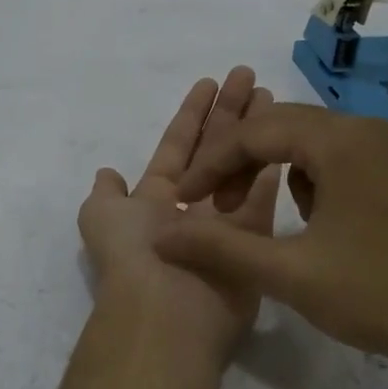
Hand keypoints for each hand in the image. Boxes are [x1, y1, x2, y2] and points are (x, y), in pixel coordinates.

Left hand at [77, 68, 279, 358]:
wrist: (166, 312)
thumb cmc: (134, 255)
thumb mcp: (101, 218)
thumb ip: (107, 193)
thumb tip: (108, 173)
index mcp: (155, 197)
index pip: (178, 144)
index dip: (192, 113)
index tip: (210, 81)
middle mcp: (191, 207)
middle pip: (213, 148)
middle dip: (229, 111)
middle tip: (249, 76)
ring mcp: (224, 224)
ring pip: (242, 167)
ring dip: (254, 133)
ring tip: (273, 99)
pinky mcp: (252, 242)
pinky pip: (264, 199)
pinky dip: (272, 170)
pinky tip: (286, 139)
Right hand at [154, 102, 387, 383]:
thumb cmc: (381, 295)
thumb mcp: (291, 274)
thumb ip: (220, 249)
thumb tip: (159, 236)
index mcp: (340, 140)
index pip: (256, 133)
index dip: (211, 165)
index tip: (183, 201)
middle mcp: (367, 129)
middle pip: (283, 127)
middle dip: (240, 162)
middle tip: (214, 207)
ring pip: (313, 141)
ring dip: (275, 168)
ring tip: (258, 215)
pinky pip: (341, 157)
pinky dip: (311, 178)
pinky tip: (310, 219)